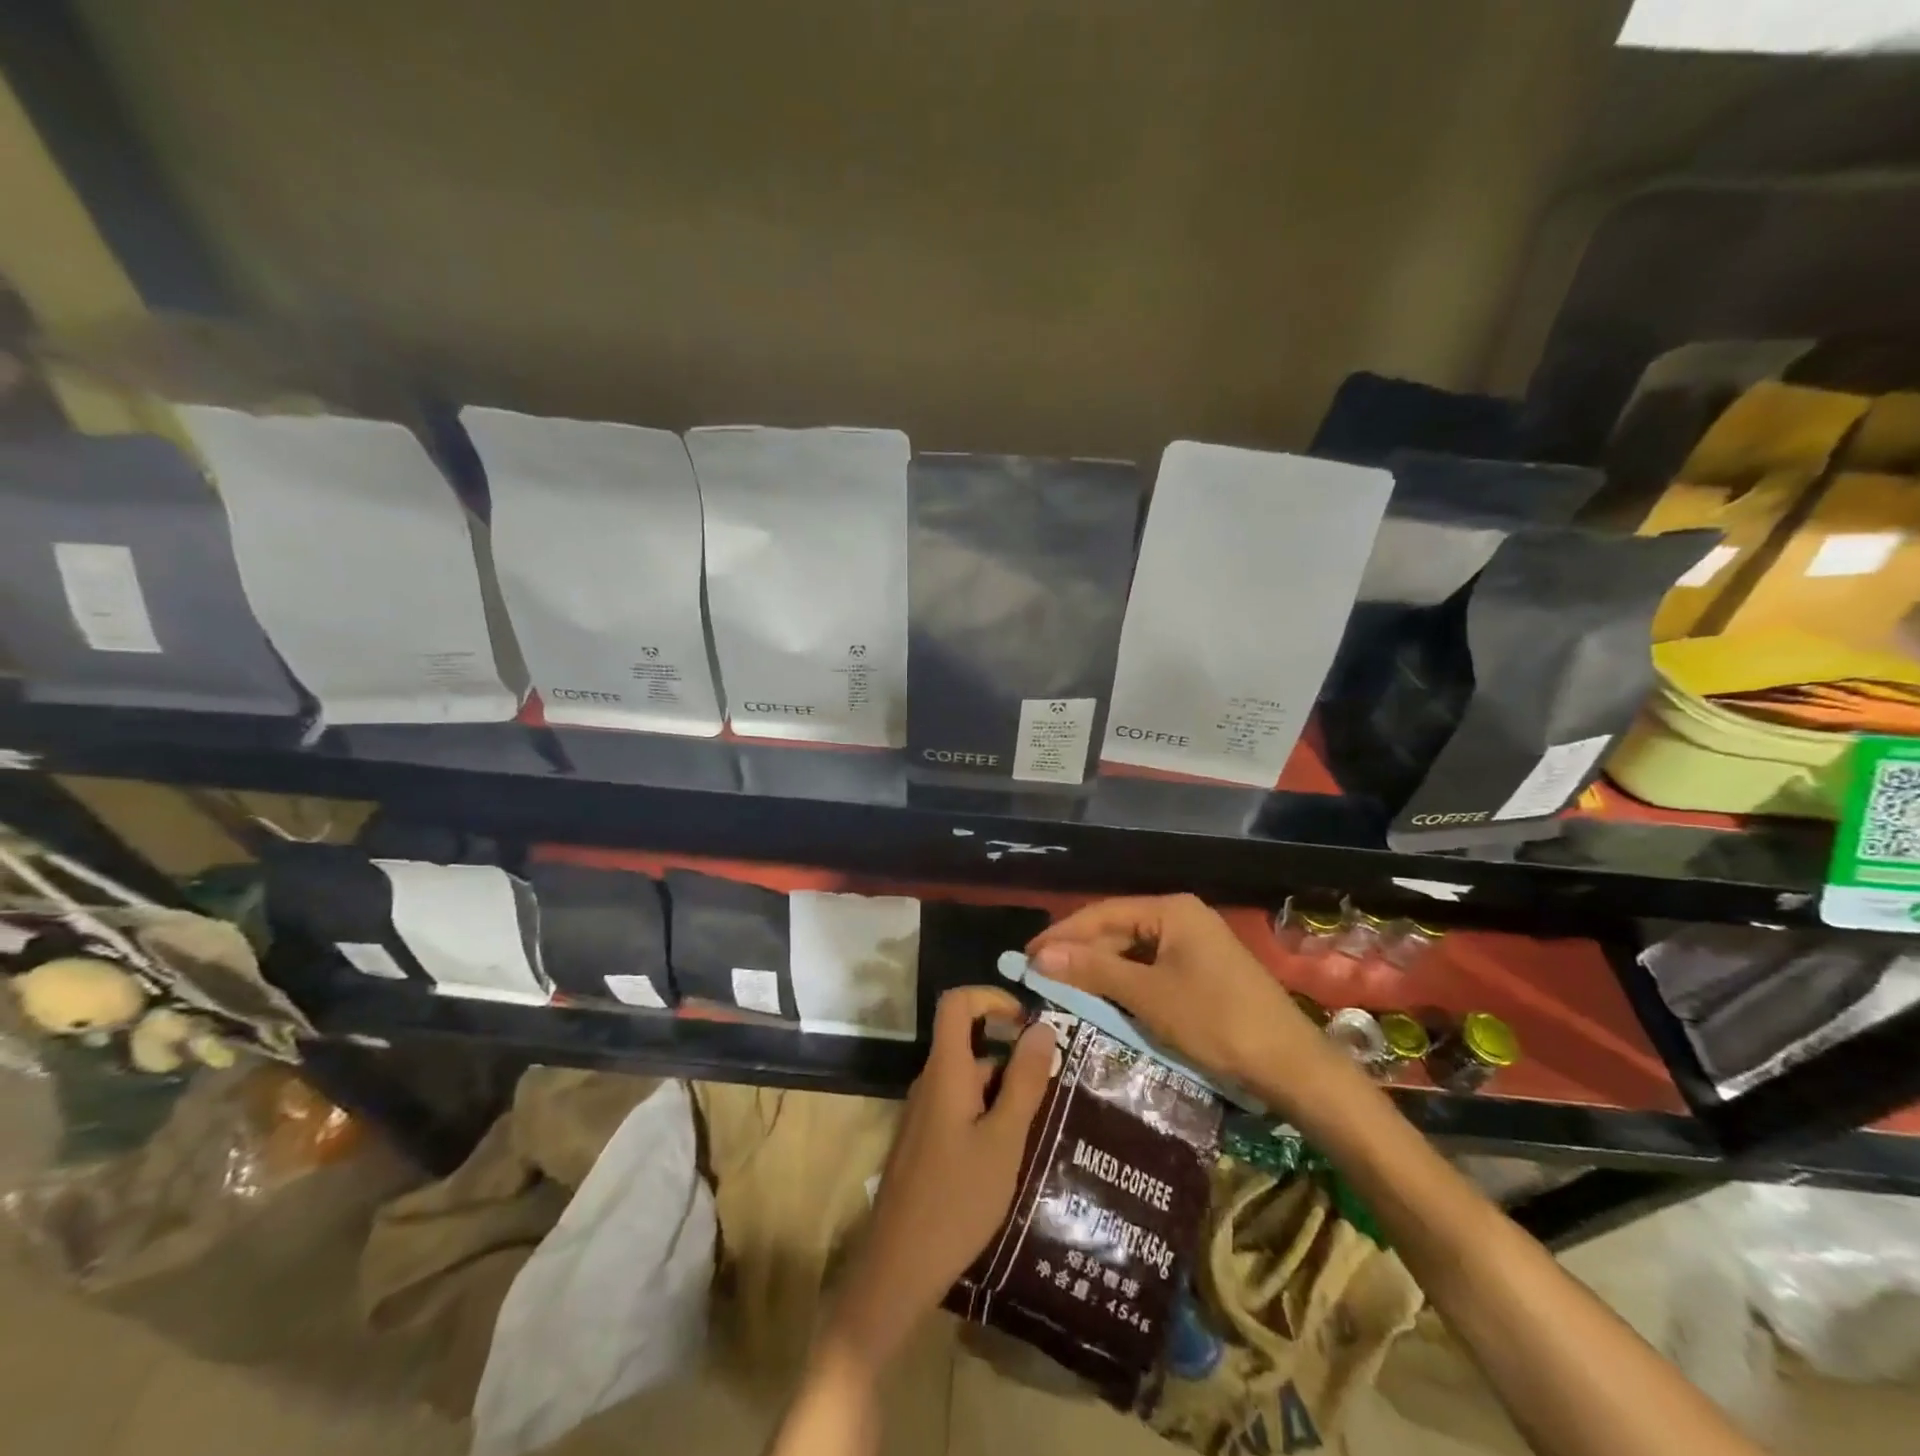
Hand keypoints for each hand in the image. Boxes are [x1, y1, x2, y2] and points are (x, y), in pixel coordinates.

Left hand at [829, 986, 1056, 1367]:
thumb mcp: (1004, 1139)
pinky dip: (988, 1113)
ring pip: (968, 1079)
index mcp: (945, 1070)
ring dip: (1004, 1089)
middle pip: (968, 1042)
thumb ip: (1024, 1081)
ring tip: (1043, 1122)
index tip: (1027, 1022)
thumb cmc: (957, 1198)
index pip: (957, 1003)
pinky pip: (960, 1107)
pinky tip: (1013, 1151)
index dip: (991, 998)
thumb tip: (1042, 1027)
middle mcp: (930, 1082)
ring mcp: (924, 1113)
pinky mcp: (924, 1142)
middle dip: (1011, 1053)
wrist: (898, 1267)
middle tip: (1053, 1083)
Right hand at [1027, 894, 1340, 1113]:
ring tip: (1064, 988)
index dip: (1062, 934)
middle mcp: (1182, 918)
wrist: (1291, 1066)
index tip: (1025, 955)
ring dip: (1100, 970)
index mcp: (1171, 910)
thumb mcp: (1148, 995)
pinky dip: (1125, 983)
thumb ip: (1093, 969)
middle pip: (1118, 929)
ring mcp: (1195, 945)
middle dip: (1080, 952)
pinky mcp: (1202, 972)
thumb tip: (1039, 955)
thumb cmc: (1216, 1021)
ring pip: (1134, 951)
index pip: (1102, 913)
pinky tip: (1104, 999)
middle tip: (1040, 976)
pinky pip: (1152, 969)